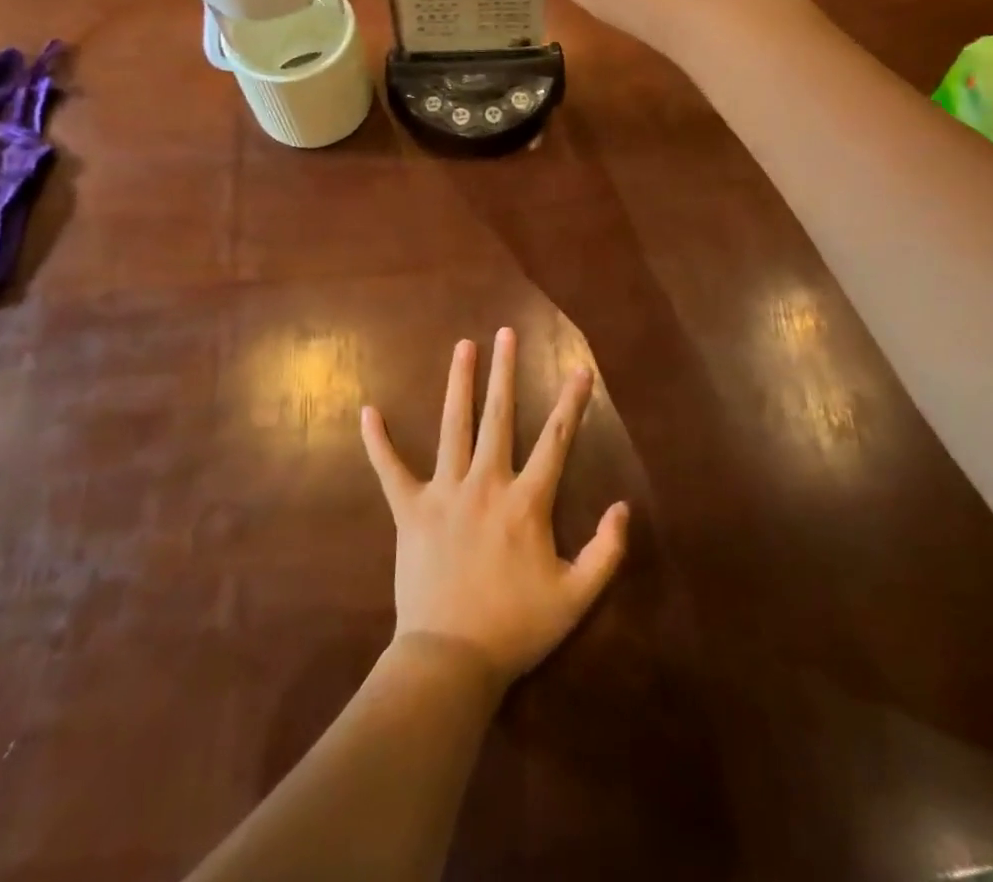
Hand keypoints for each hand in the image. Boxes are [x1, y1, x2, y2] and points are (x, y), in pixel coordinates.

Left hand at [360, 328, 629, 689]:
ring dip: (460, 383)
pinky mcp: (410, 509)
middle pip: (500, 416)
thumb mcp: (576, 597)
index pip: (556, 440)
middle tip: (506, 333)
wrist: (450, 660)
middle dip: (505, 372)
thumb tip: (624, 507)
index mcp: (527, 501)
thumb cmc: (515, 628)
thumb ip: (606, 552)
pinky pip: (390, 470)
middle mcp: (486, 483)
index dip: (572, 402)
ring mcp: (445, 492)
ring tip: (463, 346)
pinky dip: (379, 442)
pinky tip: (369, 411)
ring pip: (455, 426)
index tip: (580, 369)